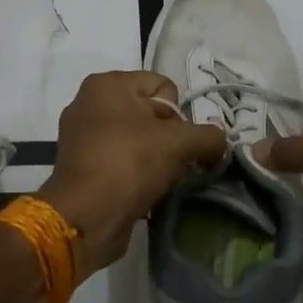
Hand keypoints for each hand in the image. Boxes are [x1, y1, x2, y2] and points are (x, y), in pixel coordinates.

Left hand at [39, 71, 227, 282]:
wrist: (85, 218)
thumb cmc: (129, 164)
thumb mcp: (179, 143)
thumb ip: (209, 136)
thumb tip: (220, 143)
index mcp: (107, 84)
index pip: (163, 86)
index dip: (180, 115)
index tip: (179, 141)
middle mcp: (89, 103)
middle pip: (151, 113)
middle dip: (170, 138)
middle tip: (174, 163)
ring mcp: (82, 136)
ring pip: (138, 140)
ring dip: (156, 159)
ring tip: (161, 181)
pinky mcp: (82, 166)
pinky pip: (122, 161)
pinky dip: (137, 174)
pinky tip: (145, 192)